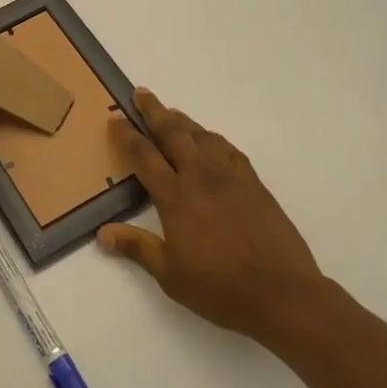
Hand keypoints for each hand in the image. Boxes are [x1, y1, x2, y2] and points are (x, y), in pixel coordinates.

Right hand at [99, 90, 331, 350]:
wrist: (283, 294)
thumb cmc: (220, 288)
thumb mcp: (170, 274)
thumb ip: (137, 248)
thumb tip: (103, 233)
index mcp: (176, 197)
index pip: (144, 156)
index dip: (127, 135)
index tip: (115, 118)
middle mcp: (201, 177)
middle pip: (173, 133)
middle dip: (154, 111)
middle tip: (141, 93)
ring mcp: (231, 177)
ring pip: (202, 136)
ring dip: (183, 121)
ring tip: (171, 113)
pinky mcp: (255, 185)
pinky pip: (228, 150)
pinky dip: (213, 139)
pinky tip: (210, 141)